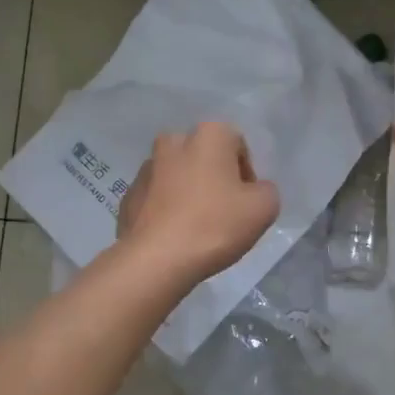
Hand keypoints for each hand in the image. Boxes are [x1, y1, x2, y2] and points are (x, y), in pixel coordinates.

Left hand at [116, 122, 279, 283]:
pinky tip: (174, 235)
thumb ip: (266, 190)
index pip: (237, 145)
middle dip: (214, 177)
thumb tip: (253, 191)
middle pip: (204, 157)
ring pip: (177, 176)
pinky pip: (156, 198)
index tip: (246, 202)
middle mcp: (173, 141)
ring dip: (188, 192)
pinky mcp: (128, 196)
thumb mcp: (264, 208)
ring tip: (196, 226)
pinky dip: (166, 209)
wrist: (157, 259)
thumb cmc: (215, 225)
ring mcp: (145, 168)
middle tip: (223, 211)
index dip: (246, 174)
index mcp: (208, 135)